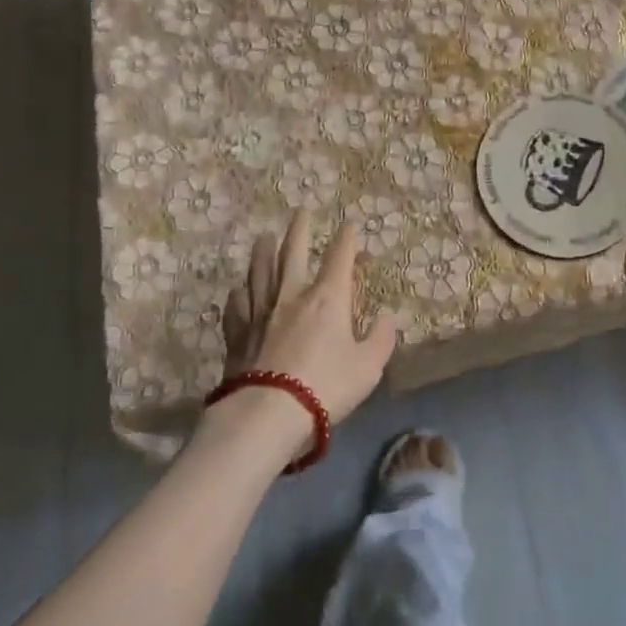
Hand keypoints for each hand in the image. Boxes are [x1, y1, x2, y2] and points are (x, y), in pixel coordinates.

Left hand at [218, 210, 397, 428]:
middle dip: (300, 230)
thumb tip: (388, 318)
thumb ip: (380, 340)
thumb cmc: (325, 387)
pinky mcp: (237, 332)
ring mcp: (260, 311)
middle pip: (294, 252)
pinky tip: (238, 290)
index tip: (349, 225)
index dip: (346, 240)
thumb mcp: (367, 368)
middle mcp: (292, 295)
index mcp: (327, 299)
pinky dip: (239, 293)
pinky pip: (237, 305)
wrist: (267, 413)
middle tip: (301, 212)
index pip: (339, 258)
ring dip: (264, 251)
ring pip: (261, 271)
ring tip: (265, 237)